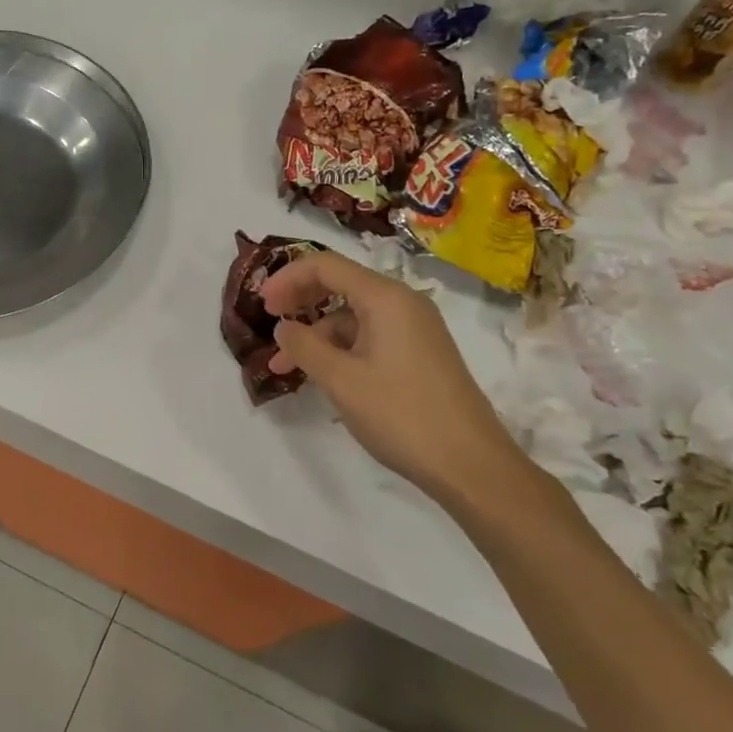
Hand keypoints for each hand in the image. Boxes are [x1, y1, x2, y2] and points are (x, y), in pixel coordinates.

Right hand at [259, 250, 527, 504]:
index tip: (261, 305)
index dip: (287, 278)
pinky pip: (370, 337)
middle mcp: (403, 303)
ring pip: (352, 317)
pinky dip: (340, 350)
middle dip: (300, 301)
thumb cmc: (401, 415)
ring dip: (316, 335)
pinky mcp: (419, 354)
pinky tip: (322, 376)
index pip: (325, 265)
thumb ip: (304, 347)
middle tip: (270, 322)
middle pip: (340, 285)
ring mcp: (414, 329)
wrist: (471, 465)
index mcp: (385, 298)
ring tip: (286, 367)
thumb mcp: (341, 380)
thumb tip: (283, 328)